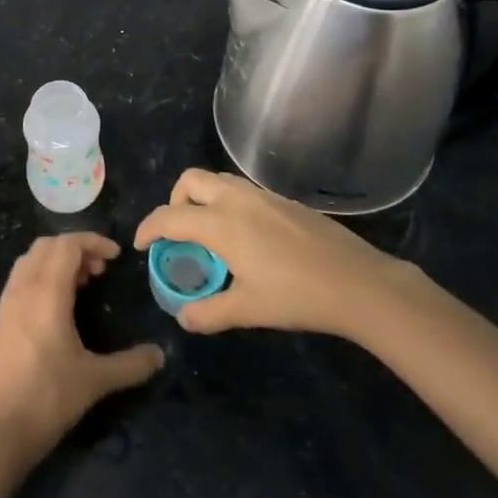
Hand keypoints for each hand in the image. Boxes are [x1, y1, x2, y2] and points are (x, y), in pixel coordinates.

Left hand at [0, 234, 164, 469]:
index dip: (93, 242)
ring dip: (56, 260)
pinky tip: (57, 305)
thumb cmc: (47, 398)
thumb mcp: (95, 381)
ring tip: (81, 284)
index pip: (67, 245)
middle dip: (76, 248)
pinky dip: (41, 274)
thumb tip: (160, 355)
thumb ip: (130, 365)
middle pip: (47, 245)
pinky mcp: (0, 319)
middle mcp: (23, 288)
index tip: (116, 256)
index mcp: (46, 293)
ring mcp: (7, 302)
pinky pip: (21, 277)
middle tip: (99, 271)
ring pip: (31, 259)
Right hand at [134, 169, 412, 337]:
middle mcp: (235, 199)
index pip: (170, 217)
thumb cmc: (297, 296)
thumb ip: (209, 312)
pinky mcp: (282, 200)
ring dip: (201, 197)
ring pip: (217, 180)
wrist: (357, 282)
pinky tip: (243, 236)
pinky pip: (240, 189)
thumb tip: (183, 317)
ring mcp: (261, 195)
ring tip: (207, 232)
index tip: (140, 245)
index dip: (149, 229)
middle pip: (190, 181)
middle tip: (177, 233)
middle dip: (174, 201)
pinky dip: (225, 202)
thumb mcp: (249, 310)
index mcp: (220, 223)